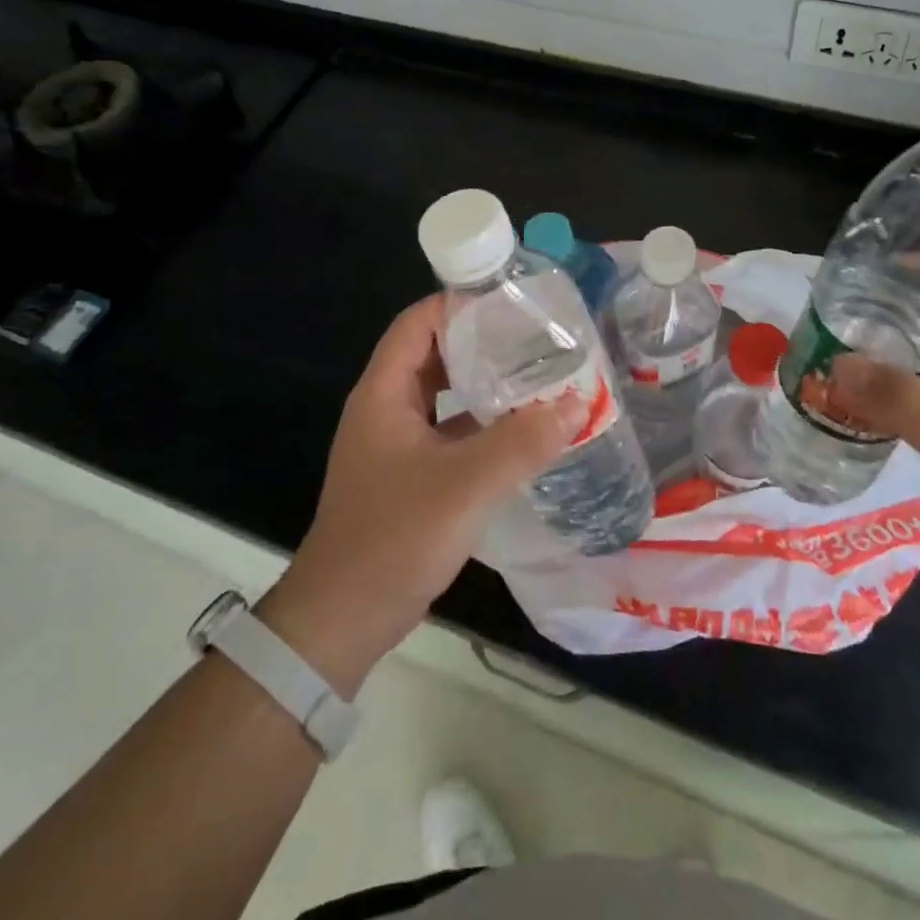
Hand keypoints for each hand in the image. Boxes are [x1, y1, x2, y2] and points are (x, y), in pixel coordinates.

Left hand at [256, 295, 585, 694]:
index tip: (512, 301)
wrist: (342, 618)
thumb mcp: (463, 486)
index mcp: (383, 393)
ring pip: (443, 395)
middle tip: (536, 337)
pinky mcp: (409, 475)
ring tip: (537, 375)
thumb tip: (577, 404)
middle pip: (433, 354)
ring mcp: (396, 444)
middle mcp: (385, 409)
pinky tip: (521, 431)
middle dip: (481, 342)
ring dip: (484, 384)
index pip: (418, 323)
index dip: (459, 304)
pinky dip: (482, 423)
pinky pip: (449, 432)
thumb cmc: (393, 538)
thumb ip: (521, 443)